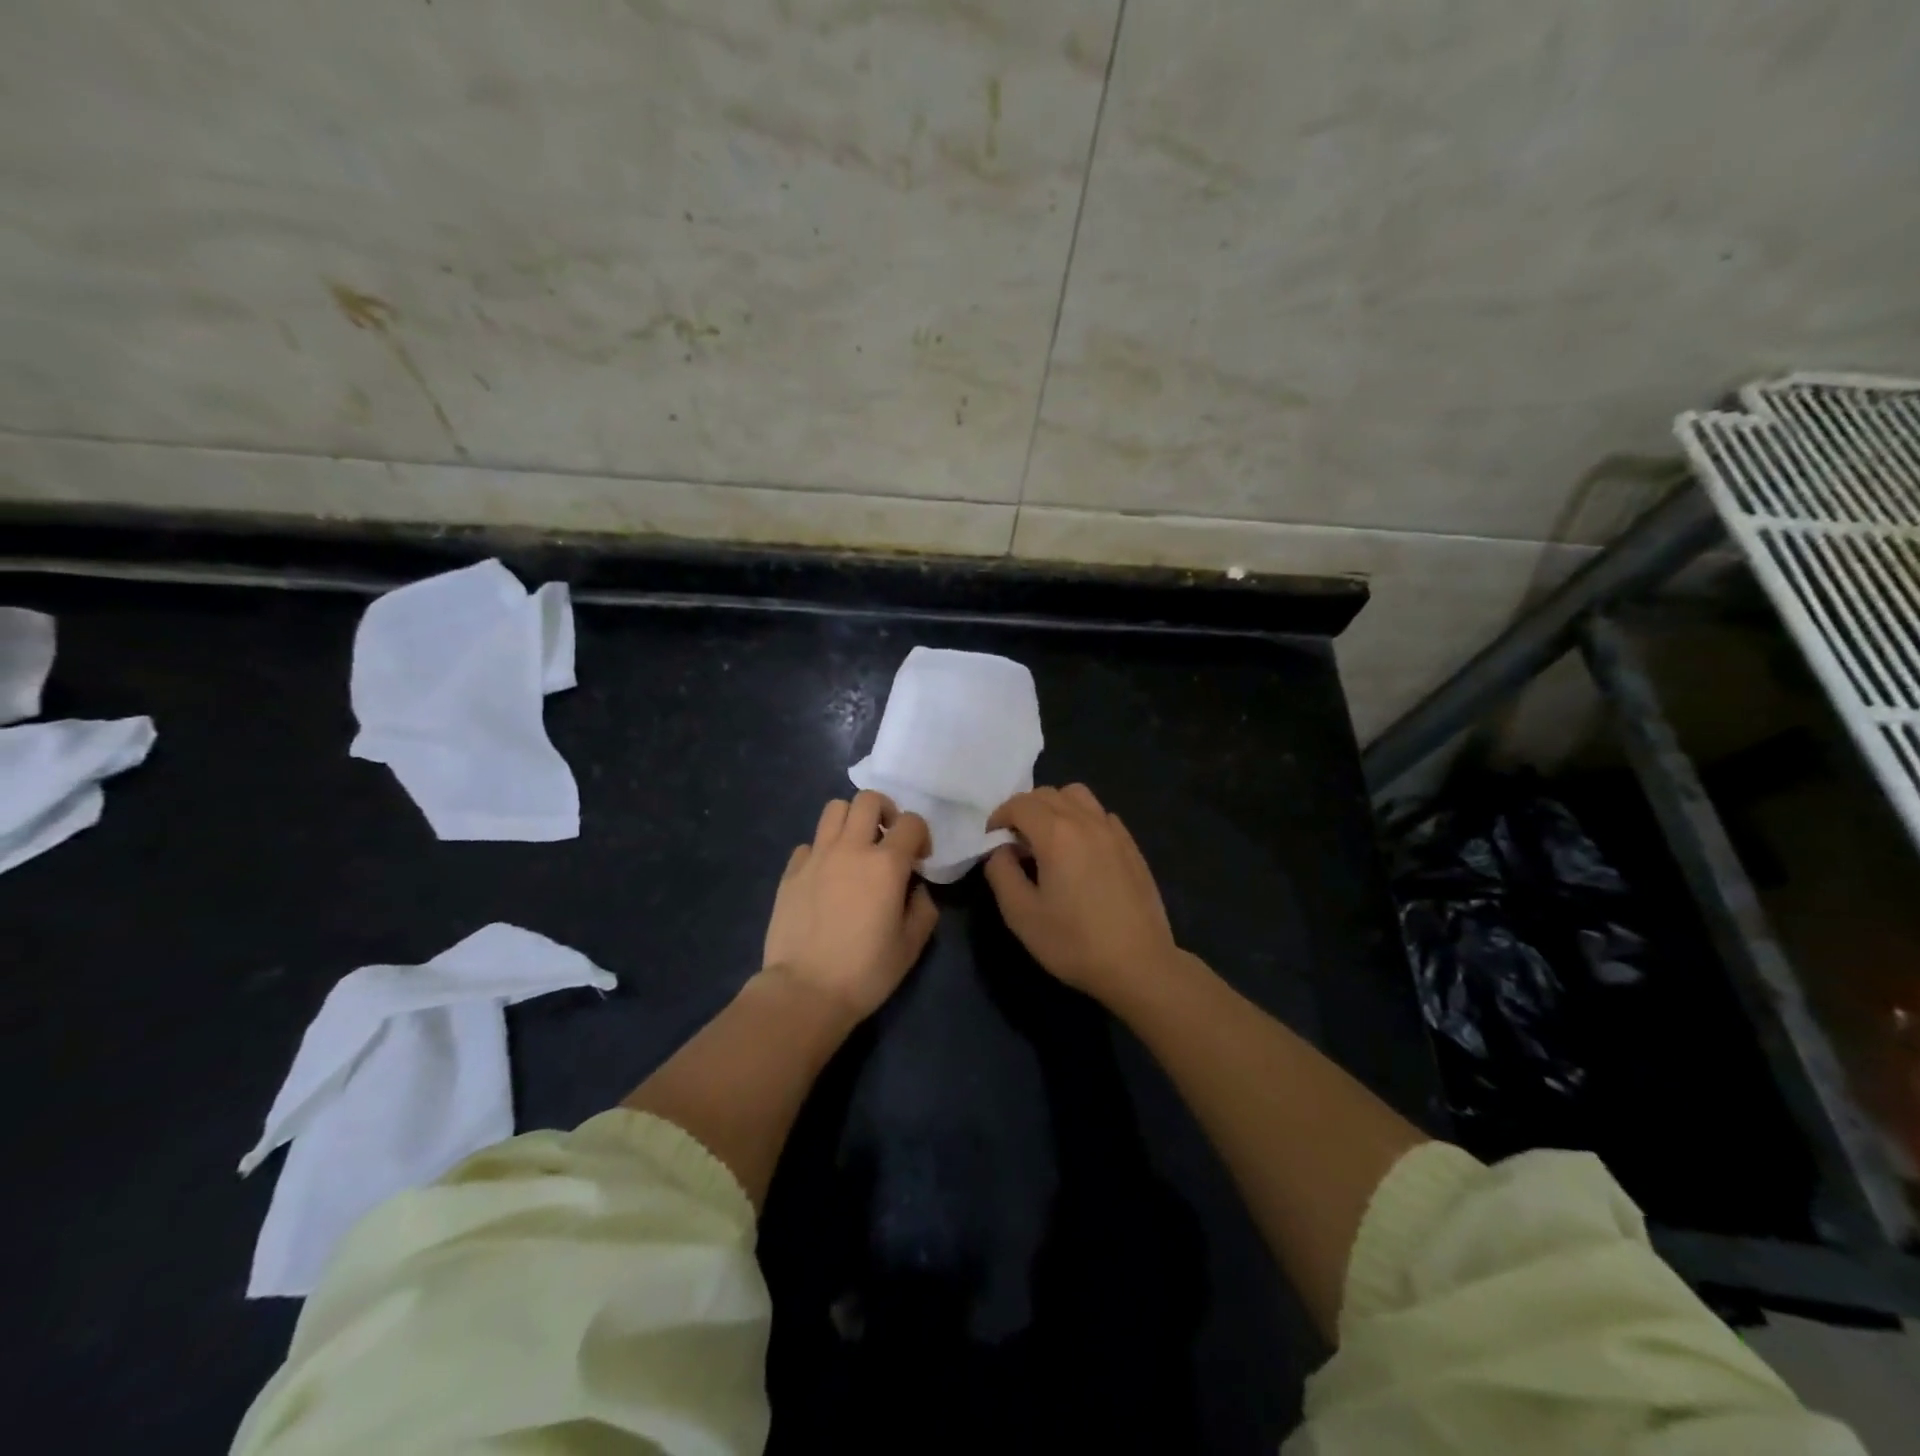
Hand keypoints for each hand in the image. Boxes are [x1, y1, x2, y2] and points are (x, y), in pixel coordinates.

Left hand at [761, 791, 938, 1019]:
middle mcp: (850, 849)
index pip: (911, 822)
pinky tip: (825, 876)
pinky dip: (821, 851)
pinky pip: (809, 844)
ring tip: (855, 848)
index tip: (919, 860)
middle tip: (887, 839)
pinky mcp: (790, 872)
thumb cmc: (865, 971)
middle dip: (885, 811)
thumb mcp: (911, 945)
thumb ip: (923, 908)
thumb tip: (915, 889)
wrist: (805, 991)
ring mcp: (816, 857)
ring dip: (851, 820)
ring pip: (834, 809)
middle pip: (868, 799)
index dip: (921, 835)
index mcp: (886, 864)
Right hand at [983, 784, 1182, 1005]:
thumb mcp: (1021, 914)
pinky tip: (1081, 852)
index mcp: (1056, 833)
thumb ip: (1001, 872)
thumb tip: (1000, 849)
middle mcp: (1086, 821)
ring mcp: (1113, 831)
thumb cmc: (1074, 942)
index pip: (1019, 803)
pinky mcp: (1131, 846)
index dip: (999, 816)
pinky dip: (1082, 819)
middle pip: (1048, 794)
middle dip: (1024, 809)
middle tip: (1015, 841)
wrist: (1138, 964)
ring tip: (1048, 839)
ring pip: (1078, 796)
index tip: (992, 840)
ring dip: (1055, 807)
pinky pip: (1100, 815)